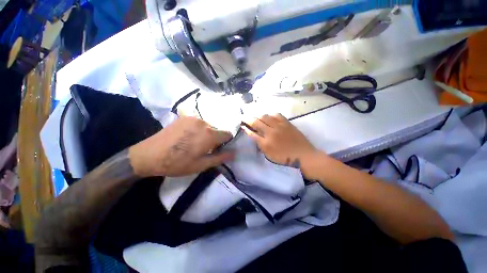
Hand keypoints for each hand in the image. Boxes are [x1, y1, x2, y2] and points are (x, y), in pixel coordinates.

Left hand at [129, 117, 233, 176]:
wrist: (149, 155)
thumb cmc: (177, 163)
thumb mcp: (201, 165)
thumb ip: (220, 158)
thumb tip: (233, 153)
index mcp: (209, 134)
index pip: (228, 134)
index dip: (225, 142)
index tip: (218, 149)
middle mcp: (203, 122)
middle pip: (218, 129)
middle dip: (215, 138)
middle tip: (204, 148)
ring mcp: (193, 118)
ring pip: (208, 126)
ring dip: (206, 133)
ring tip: (194, 143)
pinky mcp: (184, 117)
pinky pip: (199, 122)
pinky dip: (198, 129)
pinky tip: (187, 137)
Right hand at [242, 113, 320, 173]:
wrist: (304, 156)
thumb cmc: (285, 159)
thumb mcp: (269, 156)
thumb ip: (260, 146)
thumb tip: (254, 137)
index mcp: (266, 143)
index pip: (252, 133)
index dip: (245, 128)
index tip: (241, 125)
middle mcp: (271, 132)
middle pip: (256, 122)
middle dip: (248, 119)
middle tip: (244, 117)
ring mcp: (279, 126)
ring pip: (265, 116)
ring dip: (258, 115)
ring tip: (255, 115)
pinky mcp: (287, 123)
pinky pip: (277, 115)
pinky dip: (271, 114)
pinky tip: (269, 116)